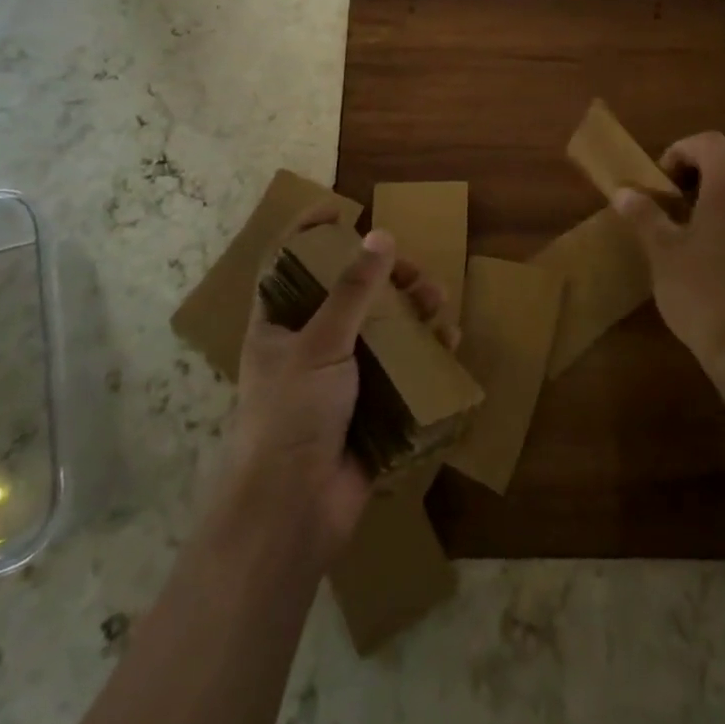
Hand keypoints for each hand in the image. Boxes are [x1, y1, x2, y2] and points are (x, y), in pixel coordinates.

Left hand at [224, 211, 451, 559]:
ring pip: (379, 330)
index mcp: (278, 325)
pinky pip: (400, 369)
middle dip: (383, 277)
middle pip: (347, 295)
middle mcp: (307, 345)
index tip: (342, 210)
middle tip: (414, 272)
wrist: (293, 513)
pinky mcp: (369, 407)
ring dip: (410, 311)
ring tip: (437, 302)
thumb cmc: (291, 415)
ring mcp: (339, 378)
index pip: (287, 264)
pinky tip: (446, 341)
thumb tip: (380, 236)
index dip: (309, 233)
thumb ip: (353, 290)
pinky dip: (423, 352)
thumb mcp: (319, 343)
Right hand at [611, 133, 724, 385]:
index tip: (659, 182)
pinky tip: (718, 246)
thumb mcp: (662, 252)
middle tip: (672, 198)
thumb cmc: (702, 292)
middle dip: (699, 170)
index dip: (679, 152)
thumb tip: (623, 191)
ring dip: (721, 190)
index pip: (707, 143)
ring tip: (694, 220)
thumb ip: (644, 215)